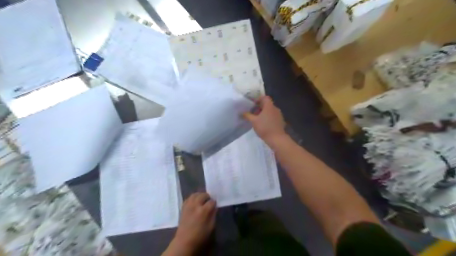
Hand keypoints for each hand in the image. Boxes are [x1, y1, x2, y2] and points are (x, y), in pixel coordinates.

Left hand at [164, 193, 216, 254]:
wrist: (184, 241)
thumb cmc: (200, 235)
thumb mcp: (211, 226)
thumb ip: (213, 215)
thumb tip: (214, 207)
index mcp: (203, 211)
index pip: (212, 201)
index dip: (214, 203)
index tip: (215, 205)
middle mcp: (195, 205)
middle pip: (203, 195)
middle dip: (207, 197)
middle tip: (209, 201)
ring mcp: (188, 205)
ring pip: (195, 194)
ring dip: (200, 195)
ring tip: (202, 199)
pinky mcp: (183, 207)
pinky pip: (189, 198)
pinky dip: (193, 197)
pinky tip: (195, 201)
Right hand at [242, 96, 283, 143]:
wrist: (277, 139)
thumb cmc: (265, 128)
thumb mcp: (253, 121)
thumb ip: (247, 115)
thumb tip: (242, 112)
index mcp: (269, 106)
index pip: (264, 97)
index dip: (258, 99)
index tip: (252, 104)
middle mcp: (275, 108)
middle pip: (267, 104)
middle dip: (259, 107)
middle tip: (252, 112)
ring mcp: (279, 115)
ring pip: (270, 111)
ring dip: (263, 113)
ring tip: (257, 119)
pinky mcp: (280, 121)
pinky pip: (273, 116)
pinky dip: (268, 118)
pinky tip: (263, 124)